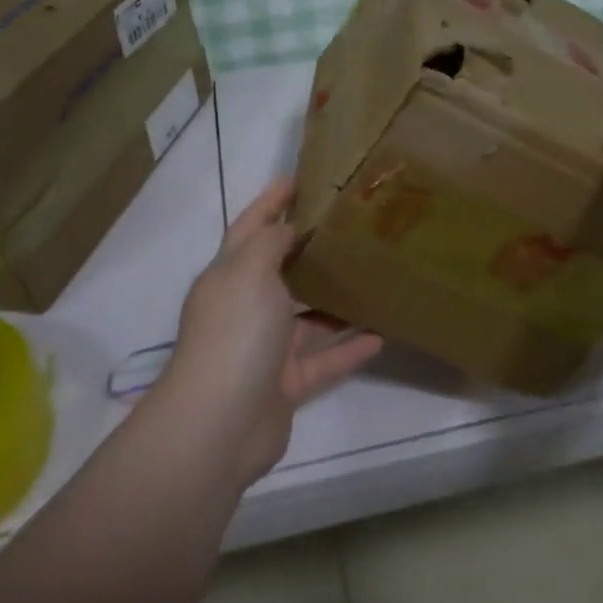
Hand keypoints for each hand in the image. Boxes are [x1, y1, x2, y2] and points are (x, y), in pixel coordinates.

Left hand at [159, 179, 381, 486]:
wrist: (221, 423)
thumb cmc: (235, 333)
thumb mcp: (250, 272)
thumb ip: (271, 243)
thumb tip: (289, 227)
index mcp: (229, 277)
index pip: (251, 228)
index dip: (271, 202)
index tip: (301, 179)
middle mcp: (245, 308)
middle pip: (280, 271)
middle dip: (309, 250)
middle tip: (351, 226)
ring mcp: (265, 349)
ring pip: (307, 317)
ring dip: (335, 301)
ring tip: (374, 278)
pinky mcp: (286, 384)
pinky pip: (324, 360)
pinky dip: (349, 348)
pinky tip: (381, 334)